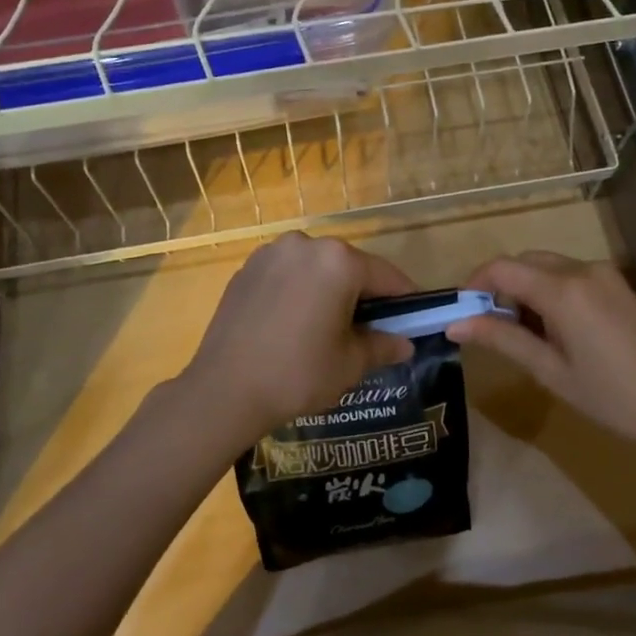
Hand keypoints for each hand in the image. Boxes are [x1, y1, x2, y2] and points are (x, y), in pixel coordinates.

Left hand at [176, 233, 417, 449]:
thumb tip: (405, 343)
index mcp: (338, 261)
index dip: (404, 299)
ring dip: (329, 290)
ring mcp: (271, 253)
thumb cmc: (298, 374)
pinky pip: (287, 274)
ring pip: (316, 268)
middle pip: (349, 266)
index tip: (413, 318)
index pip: (385, 276)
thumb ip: (383, 346)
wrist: (223, 390)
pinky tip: (294, 323)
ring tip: (328, 327)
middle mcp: (306, 245)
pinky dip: (298, 291)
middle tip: (370, 328)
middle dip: (363, 293)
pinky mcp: (246, 269)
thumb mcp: (349, 364)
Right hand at [445, 252, 635, 446]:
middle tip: (489, 329)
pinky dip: (549, 292)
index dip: (474, 285)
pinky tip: (553, 330)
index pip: (502, 268)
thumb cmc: (612, 396)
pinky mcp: (617, 285)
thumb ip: (502, 339)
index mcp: (563, 290)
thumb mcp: (550, 371)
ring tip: (521, 335)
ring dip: (525, 289)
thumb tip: (456, 324)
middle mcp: (582, 269)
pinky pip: (570, 275)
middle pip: (524, 262)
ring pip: (547, 267)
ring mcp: (604, 274)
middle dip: (500, 288)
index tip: (461, 314)